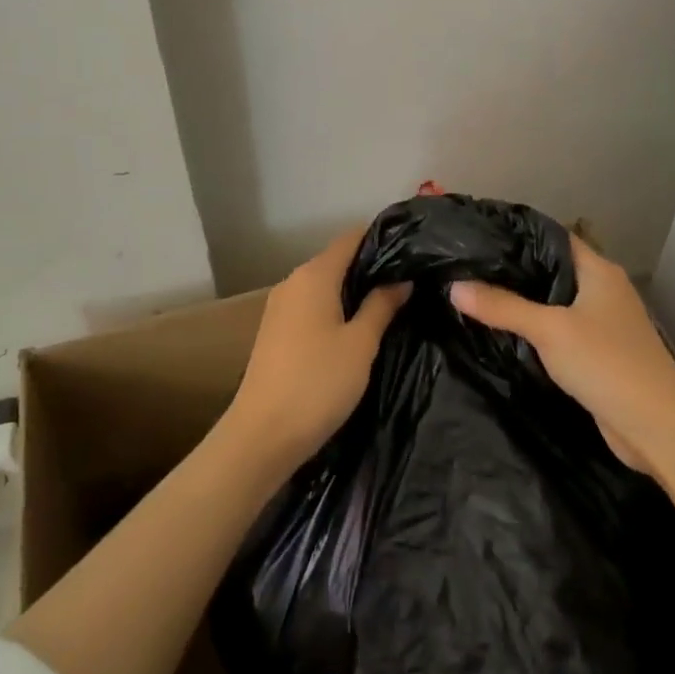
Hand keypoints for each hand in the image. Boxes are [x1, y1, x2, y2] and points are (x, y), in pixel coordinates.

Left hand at [226, 227, 409, 471]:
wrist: (262, 436)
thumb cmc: (318, 383)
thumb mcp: (361, 343)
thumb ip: (382, 305)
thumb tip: (401, 279)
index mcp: (314, 275)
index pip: (351, 238)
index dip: (381, 238)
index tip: (412, 249)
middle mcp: (293, 282)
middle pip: (338, 260)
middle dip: (372, 267)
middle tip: (410, 281)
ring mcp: (280, 307)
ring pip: (325, 285)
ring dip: (354, 291)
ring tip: (391, 304)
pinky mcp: (276, 331)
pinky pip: (313, 306)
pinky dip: (336, 309)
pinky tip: (358, 327)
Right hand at [449, 236, 674, 475]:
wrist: (657, 426)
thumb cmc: (606, 362)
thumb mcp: (549, 330)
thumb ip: (502, 307)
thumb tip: (454, 286)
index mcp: (599, 270)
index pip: (553, 238)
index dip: (518, 235)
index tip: (478, 237)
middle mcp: (604, 290)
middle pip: (552, 271)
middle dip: (514, 272)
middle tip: (467, 269)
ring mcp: (604, 323)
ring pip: (556, 304)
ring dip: (525, 304)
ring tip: (477, 297)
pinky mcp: (600, 354)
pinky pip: (561, 332)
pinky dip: (537, 332)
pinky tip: (506, 335)